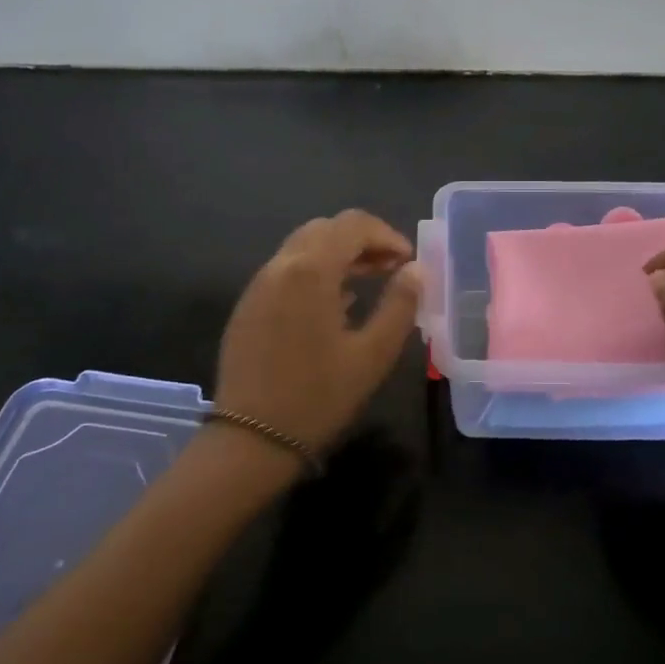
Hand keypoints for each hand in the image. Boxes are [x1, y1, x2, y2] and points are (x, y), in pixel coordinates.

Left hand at [216, 210, 421, 452]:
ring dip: (339, 254)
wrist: (251, 439)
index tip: (409, 262)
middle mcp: (280, 266)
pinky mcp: (248, 305)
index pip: (353, 225)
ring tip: (369, 282)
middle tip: (391, 268)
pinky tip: (334, 303)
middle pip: (326, 229)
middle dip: (363, 240)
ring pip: (303, 247)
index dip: (387, 235)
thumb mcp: (373, 354)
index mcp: (311, 271)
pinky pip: (286, 270)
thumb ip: (400, 305)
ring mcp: (258, 285)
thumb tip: (416, 270)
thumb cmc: (319, 397)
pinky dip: (315, 271)